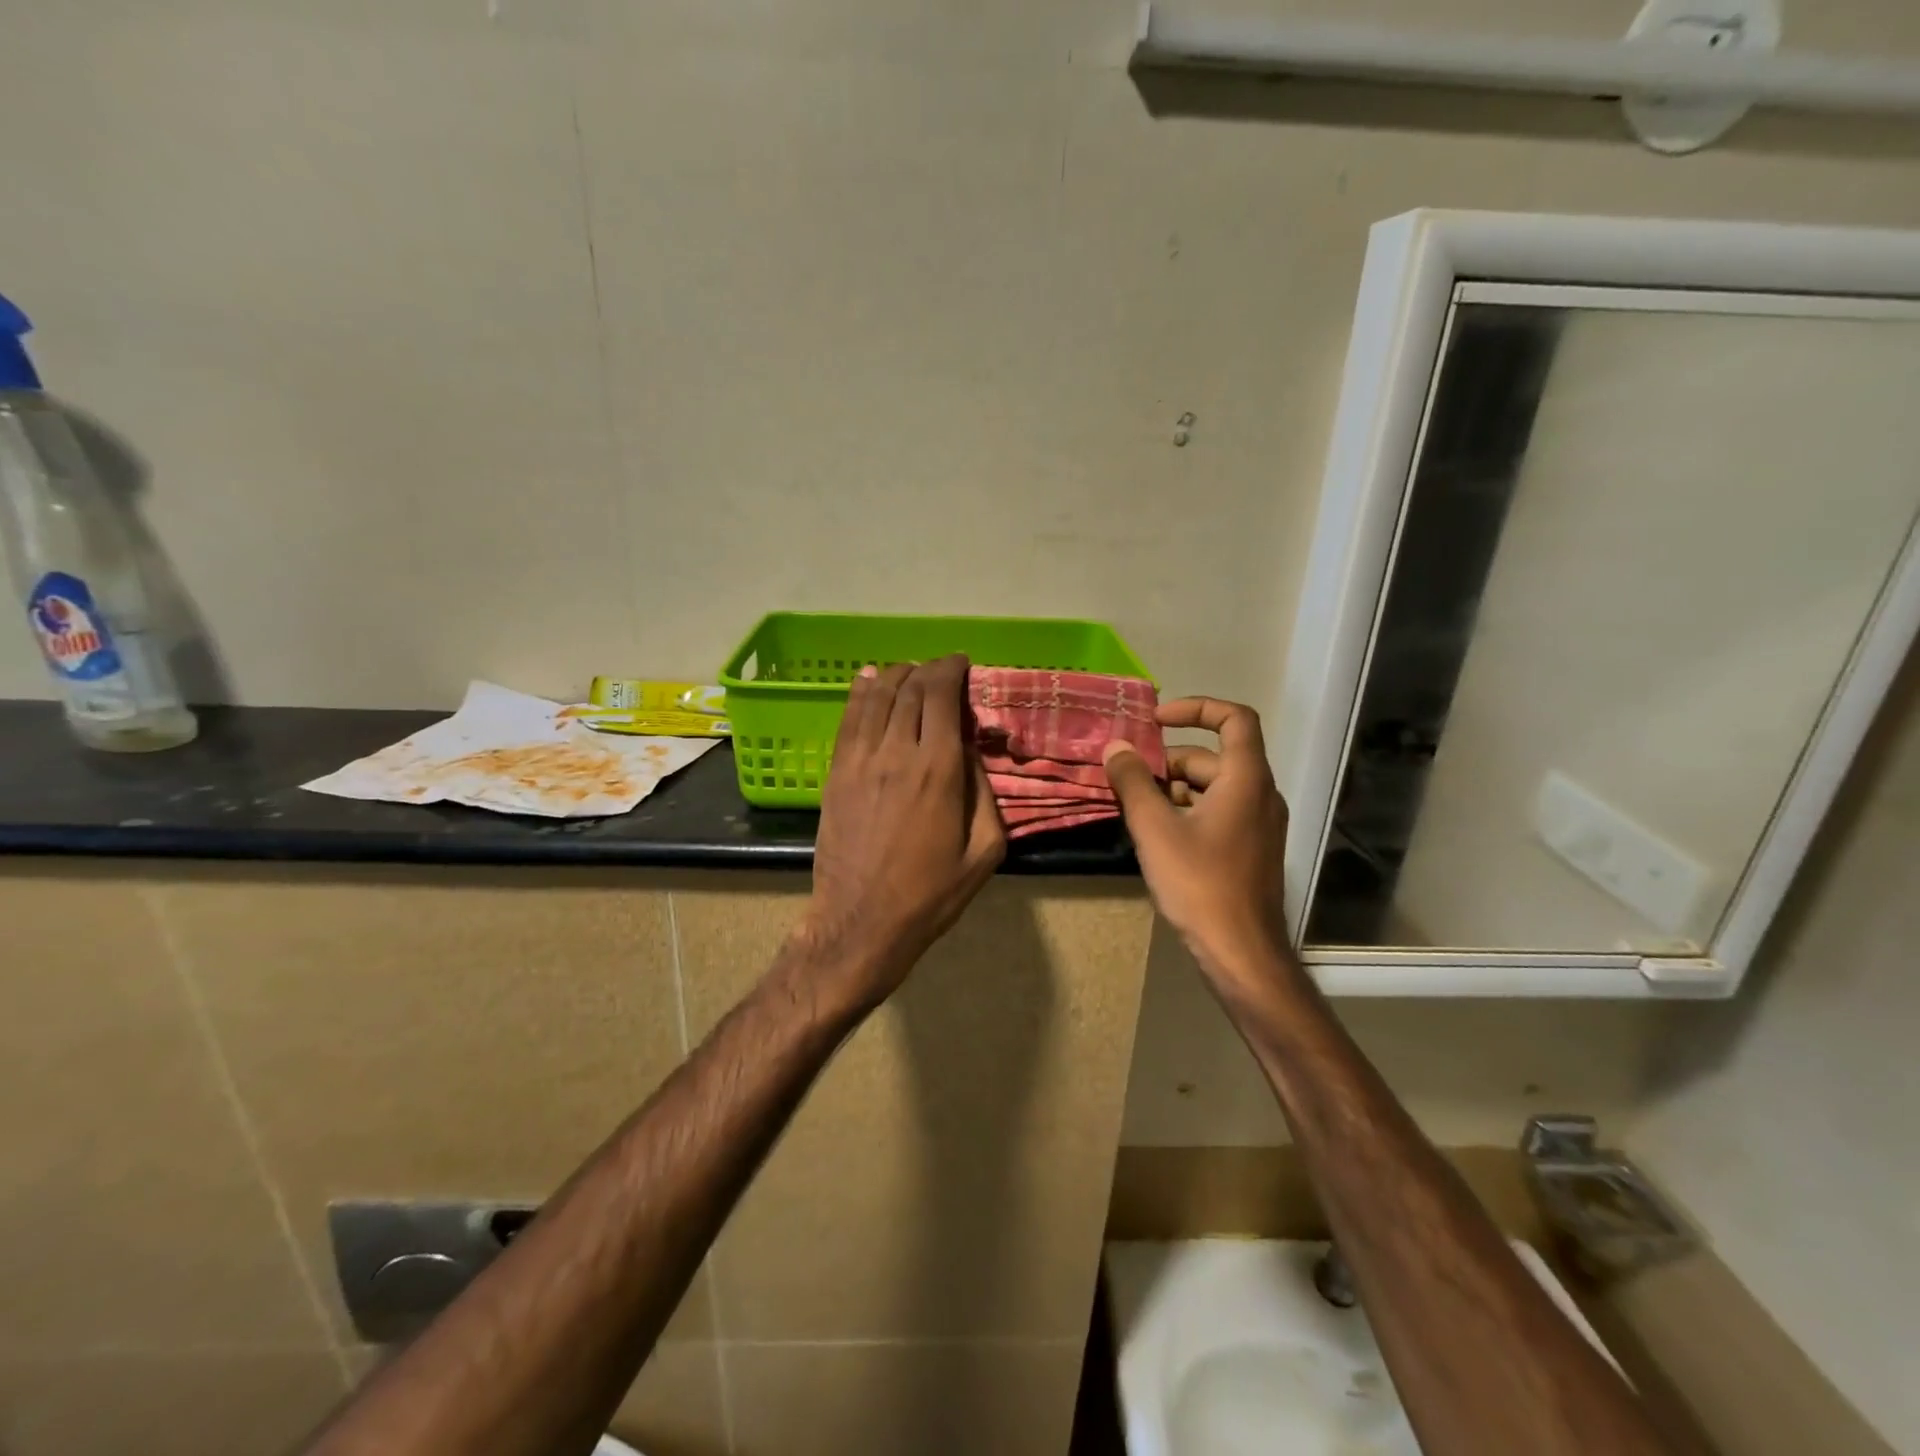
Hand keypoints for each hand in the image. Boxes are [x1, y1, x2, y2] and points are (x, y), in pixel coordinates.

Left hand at [802, 655, 1005, 1007]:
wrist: (862, 921)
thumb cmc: (931, 894)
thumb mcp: (984, 851)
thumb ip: (985, 793)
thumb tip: (972, 750)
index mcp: (939, 770)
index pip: (942, 696)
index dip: (952, 670)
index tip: (963, 664)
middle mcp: (897, 752)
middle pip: (910, 689)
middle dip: (928, 670)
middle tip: (942, 670)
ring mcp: (860, 760)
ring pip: (876, 696)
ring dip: (896, 675)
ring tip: (910, 672)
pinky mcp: (836, 773)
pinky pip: (848, 719)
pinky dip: (860, 692)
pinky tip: (868, 680)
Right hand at [1102, 697, 1289, 978]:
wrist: (1241, 953)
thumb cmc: (1200, 883)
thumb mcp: (1155, 828)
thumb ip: (1133, 782)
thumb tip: (1116, 747)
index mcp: (1246, 779)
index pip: (1234, 718)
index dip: (1196, 708)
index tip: (1157, 720)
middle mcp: (1260, 794)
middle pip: (1213, 757)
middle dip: (1168, 761)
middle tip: (1126, 777)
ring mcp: (1260, 824)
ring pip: (1213, 787)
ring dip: (1173, 788)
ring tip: (1134, 808)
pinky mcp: (1251, 849)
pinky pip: (1218, 812)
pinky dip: (1187, 811)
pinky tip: (1156, 834)